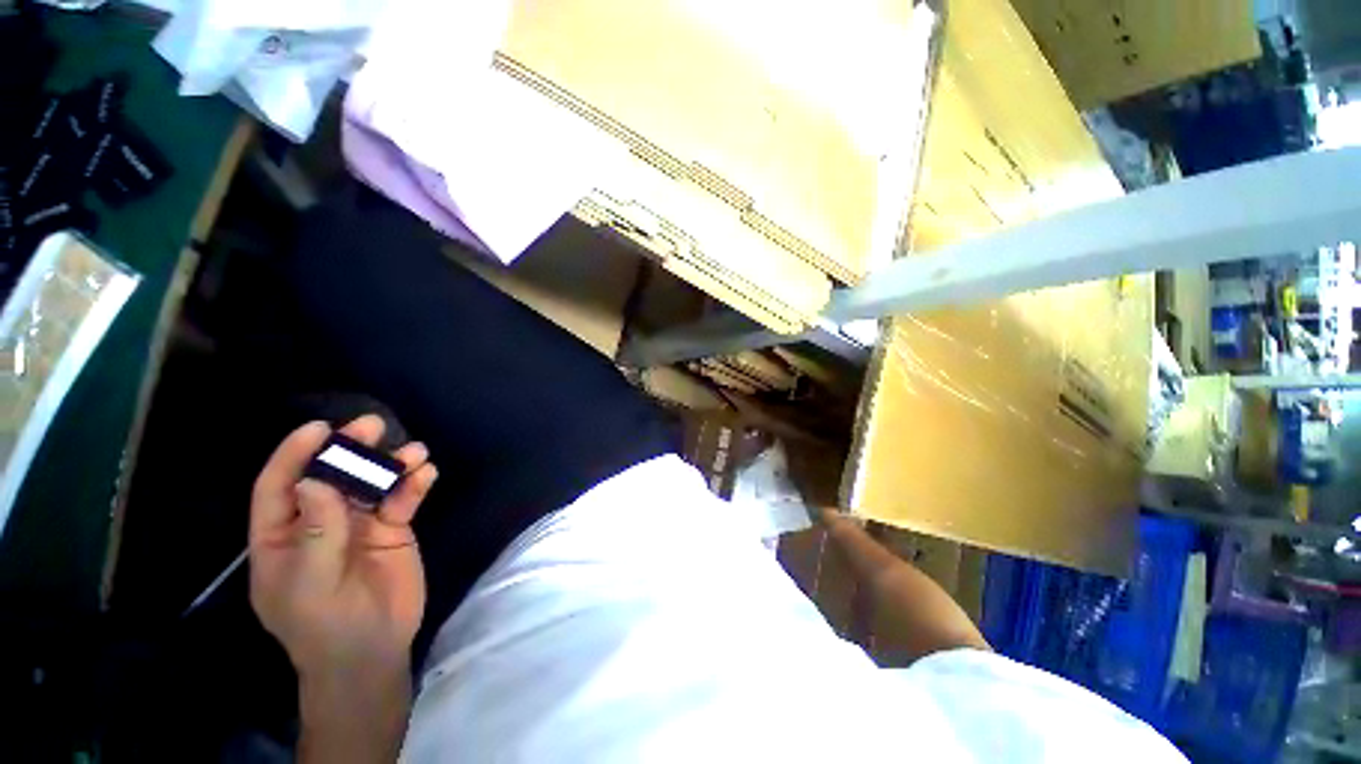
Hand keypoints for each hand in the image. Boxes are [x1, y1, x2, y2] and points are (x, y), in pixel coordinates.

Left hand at [249, 415, 438, 678]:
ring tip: (415, 451)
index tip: (319, 428)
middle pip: (332, 477)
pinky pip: (403, 500)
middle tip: (374, 425)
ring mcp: (359, 525)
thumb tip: (314, 481)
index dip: (295, 455)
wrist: (372, 652)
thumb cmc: (325, 625)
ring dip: (391, 465)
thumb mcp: (310, 585)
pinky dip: (414, 485)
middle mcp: (319, 523)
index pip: (281, 487)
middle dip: (350, 450)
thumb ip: (315, 533)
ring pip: (372, 484)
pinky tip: (426, 474)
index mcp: (281, 536)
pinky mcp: (394, 530)